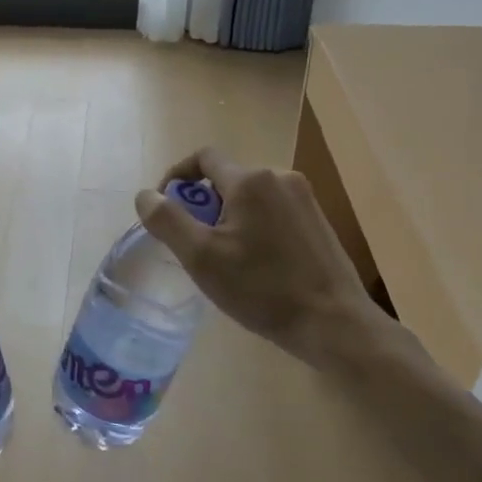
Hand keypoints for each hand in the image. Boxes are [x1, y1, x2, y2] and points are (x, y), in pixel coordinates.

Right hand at [135, 147, 390, 371]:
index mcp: (250, 181)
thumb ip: (167, 220)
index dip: (177, 176)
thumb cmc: (262, 289)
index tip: (166, 207)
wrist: (335, 323)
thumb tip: (146, 195)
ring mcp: (304, 199)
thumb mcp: (201, 257)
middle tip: (194, 244)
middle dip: (203, 204)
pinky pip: (273, 212)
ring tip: (224, 259)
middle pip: (227, 179)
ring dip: (228, 217)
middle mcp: (280, 178)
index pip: (203, 157)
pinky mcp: (318, 221)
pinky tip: (256, 265)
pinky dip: (254, 227)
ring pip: (250, 197)